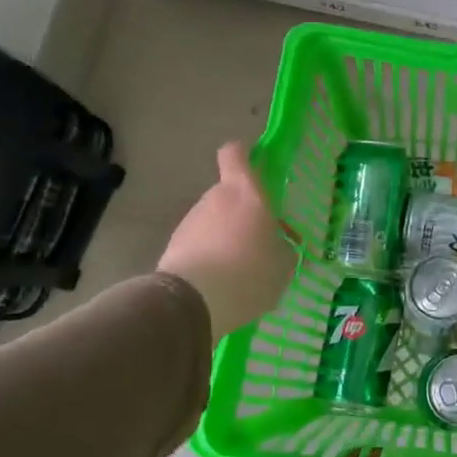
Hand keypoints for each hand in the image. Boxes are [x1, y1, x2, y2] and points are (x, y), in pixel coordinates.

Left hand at [156, 143, 296, 337]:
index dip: (243, 155)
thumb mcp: (283, 265)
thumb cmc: (249, 273)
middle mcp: (215, 198)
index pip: (235, 153)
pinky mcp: (173, 247)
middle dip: (242, 213)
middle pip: (228, 194)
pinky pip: (199, 244)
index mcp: (246, 193)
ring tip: (239, 271)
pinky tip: (220, 284)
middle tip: (259, 241)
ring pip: (213, 221)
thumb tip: (281, 246)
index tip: (255, 169)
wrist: (192, 303)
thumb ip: (283, 249)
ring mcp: (190, 222)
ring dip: (225, 237)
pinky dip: (209, 257)